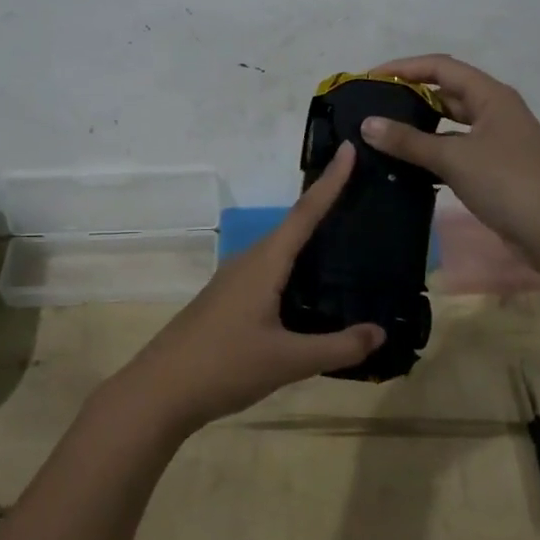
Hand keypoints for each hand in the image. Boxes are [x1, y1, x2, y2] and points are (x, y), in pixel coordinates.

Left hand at [111, 142, 384, 435]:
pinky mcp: (227, 299)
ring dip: (309, 241)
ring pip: (279, 251)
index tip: (349, 148)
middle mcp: (248, 262)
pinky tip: (311, 290)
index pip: (305, 213)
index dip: (330, 181)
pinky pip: (269, 271)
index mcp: (264, 264)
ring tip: (346, 241)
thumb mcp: (288, 361)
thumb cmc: (224, 366)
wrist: (160, 391)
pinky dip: (295, 268)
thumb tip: (379, 333)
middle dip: (325, 206)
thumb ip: (337, 348)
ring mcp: (233, 280)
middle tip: (363, 196)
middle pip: (293, 226)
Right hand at [358, 54, 539, 267]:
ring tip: (383, 135)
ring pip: (452, 124)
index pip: (441, 67)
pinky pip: (457, 151)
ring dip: (421, 127)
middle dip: (410, 96)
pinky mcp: (496, 169)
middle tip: (373, 107)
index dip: (404, 67)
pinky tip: (408, 165)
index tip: (370, 78)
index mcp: (491, 96)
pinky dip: (433, 153)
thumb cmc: (508, 182)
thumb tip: (367, 123)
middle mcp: (496, 111)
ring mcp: (498, 141)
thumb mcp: (454, 158)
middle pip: (447, 92)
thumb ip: (408, 140)